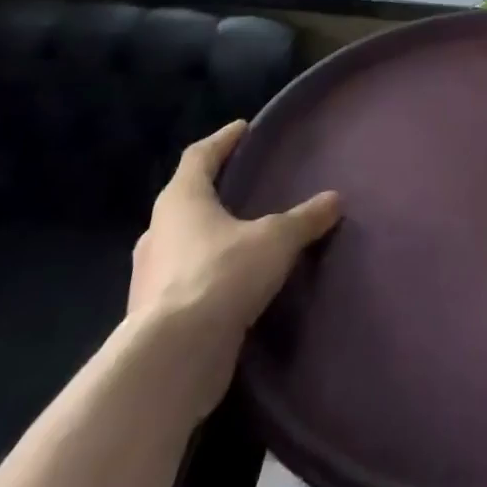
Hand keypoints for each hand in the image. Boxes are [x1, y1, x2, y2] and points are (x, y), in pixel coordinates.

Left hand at [126, 120, 340, 419]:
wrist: (172, 358)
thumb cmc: (221, 275)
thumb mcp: (276, 239)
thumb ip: (305, 219)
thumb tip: (335, 199)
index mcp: (181, 200)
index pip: (199, 156)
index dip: (222, 141)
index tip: (242, 128)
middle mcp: (158, 232)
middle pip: (186, 199)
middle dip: (214, 191)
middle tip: (246, 185)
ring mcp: (151, 276)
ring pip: (183, 243)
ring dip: (209, 236)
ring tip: (245, 237)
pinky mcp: (156, 315)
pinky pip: (186, 281)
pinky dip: (209, 274)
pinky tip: (234, 284)